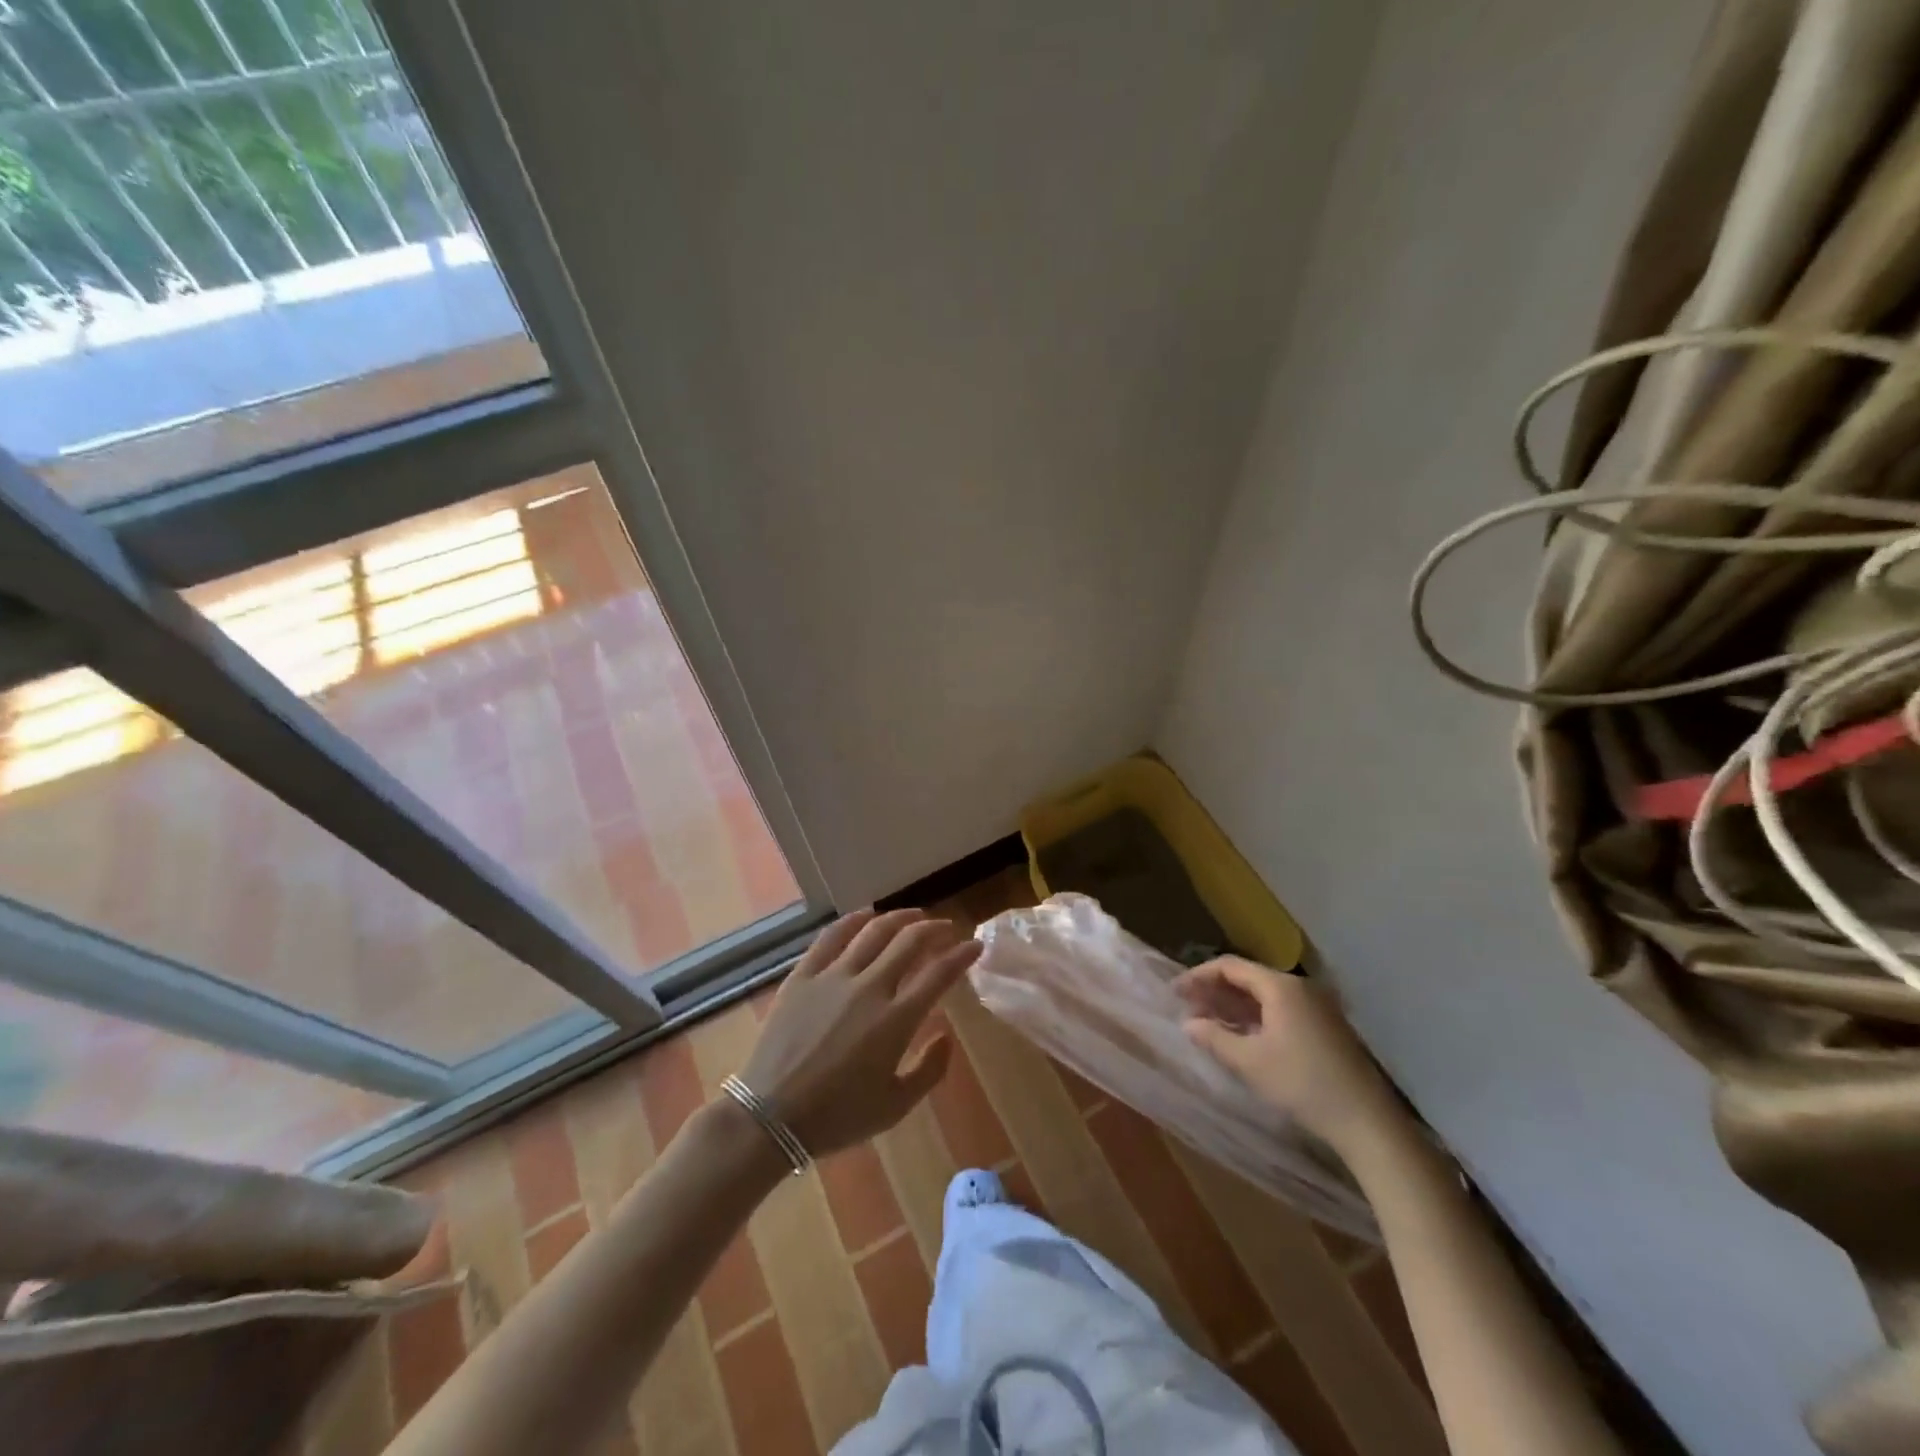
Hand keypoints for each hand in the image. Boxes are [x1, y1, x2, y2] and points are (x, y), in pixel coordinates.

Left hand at [739, 908, 980, 1158]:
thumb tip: (945, 1036)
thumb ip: (930, 1070)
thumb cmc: (837, 1117)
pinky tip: (866, 916)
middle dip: (934, 929)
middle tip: (946, 929)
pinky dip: (854, 920)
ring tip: (914, 916)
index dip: (961, 955)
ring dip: (900, 918)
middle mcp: (869, 988)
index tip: (974, 945)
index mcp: (895, 1020)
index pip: (939, 974)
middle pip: (909, 941)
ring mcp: (833, 977)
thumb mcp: (895, 1107)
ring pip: (874, 931)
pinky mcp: (803, 975)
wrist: (770, 1116)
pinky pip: (832, 936)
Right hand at [1176, 957, 1406, 1154]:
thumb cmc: (1302, 1084)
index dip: (1198, 976)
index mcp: (1280, 987)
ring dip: (1234, 1006)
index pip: (1230, 967)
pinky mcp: (1326, 1027)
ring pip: (1265, 995)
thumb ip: (1214, 1038)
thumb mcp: (1249, 1062)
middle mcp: (1300, 987)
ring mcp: (1317, 1007)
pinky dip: (1256, 1017)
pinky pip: (1281, 1010)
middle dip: (1215, 991)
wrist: (1367, 1122)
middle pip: (1248, 978)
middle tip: (1188, 1008)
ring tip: (1208, 1022)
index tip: (1175, 992)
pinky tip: (1242, 1036)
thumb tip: (1188, 1023)